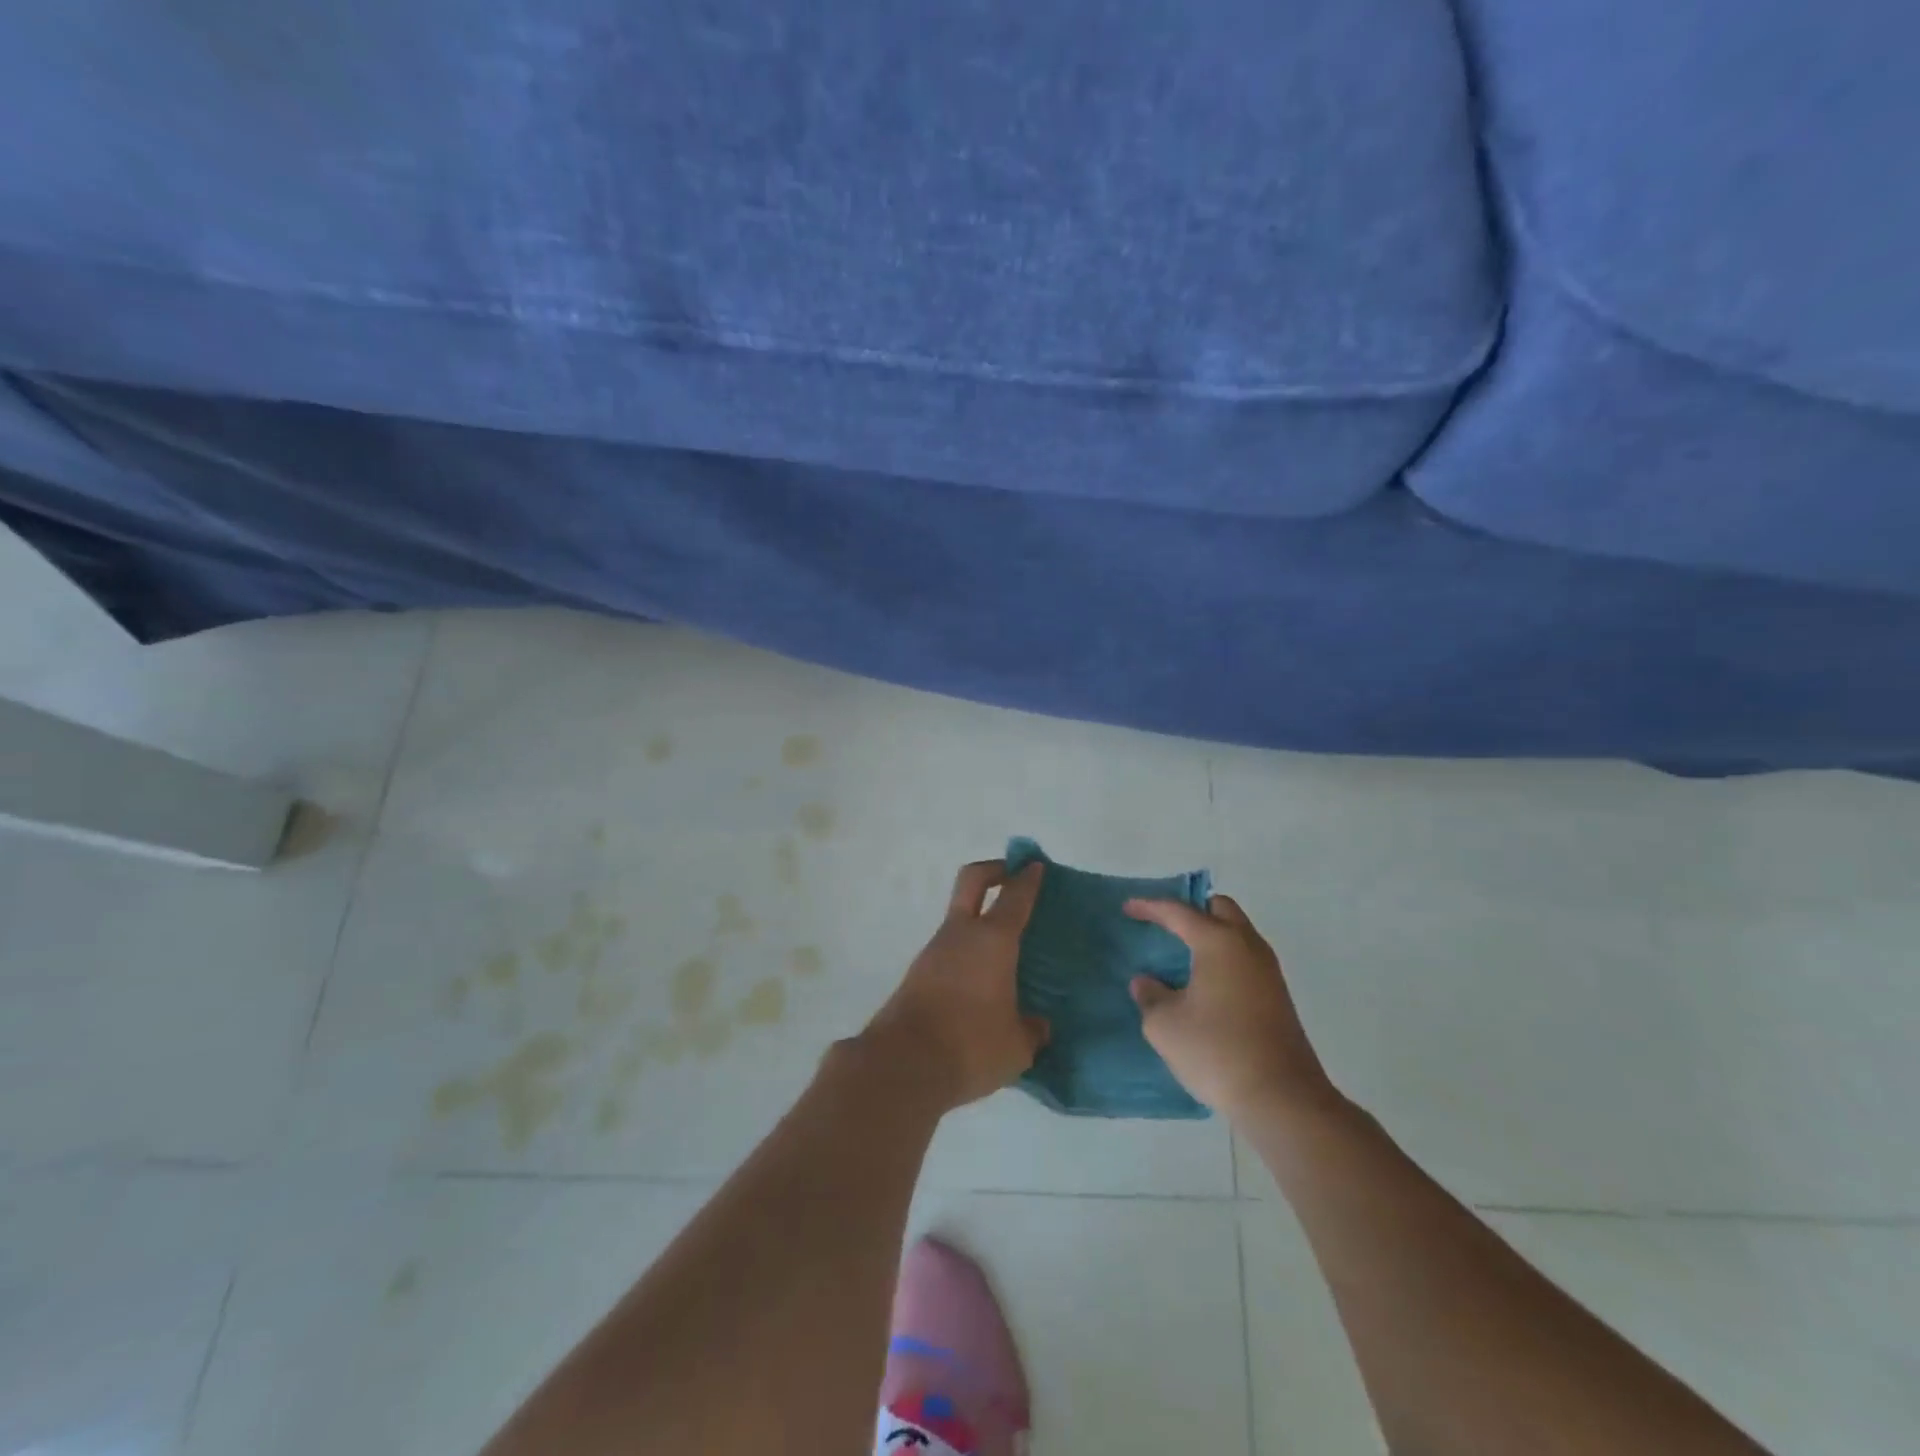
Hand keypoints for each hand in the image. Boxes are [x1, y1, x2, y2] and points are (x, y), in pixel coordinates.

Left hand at [858, 860, 1049, 1111]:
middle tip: (1012, 877)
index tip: (1036, 866)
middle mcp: (961, 934)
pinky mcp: (917, 975)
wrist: (902, 1064)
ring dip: (979, 921)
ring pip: (959, 918)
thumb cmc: (970, 1045)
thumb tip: (1037, 1025)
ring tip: (1005, 951)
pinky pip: (949, 951)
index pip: (1014, 896)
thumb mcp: (1017, 1046)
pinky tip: (982, 983)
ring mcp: (933, 951)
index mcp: (992, 940)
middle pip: (972, 880)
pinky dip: (967, 953)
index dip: (1028, 878)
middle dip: (994, 870)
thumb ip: (1032, 1030)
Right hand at [1123, 894, 1338, 1122]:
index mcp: (1218, 942)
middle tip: (1165, 924)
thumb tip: (1147, 983)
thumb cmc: (1217, 1051)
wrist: (1282, 1099)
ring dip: (1210, 934)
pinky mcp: (1277, 996)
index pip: (1179, 911)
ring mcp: (1268, 971)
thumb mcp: (1165, 1026)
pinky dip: (1222, 957)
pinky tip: (1204, 983)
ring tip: (1181, 953)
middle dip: (1191, 909)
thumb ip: (1150, 996)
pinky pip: (1245, 958)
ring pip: (1237, 933)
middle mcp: (1248, 946)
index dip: (1150, 907)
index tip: (1128, 907)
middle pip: (1220, 908)